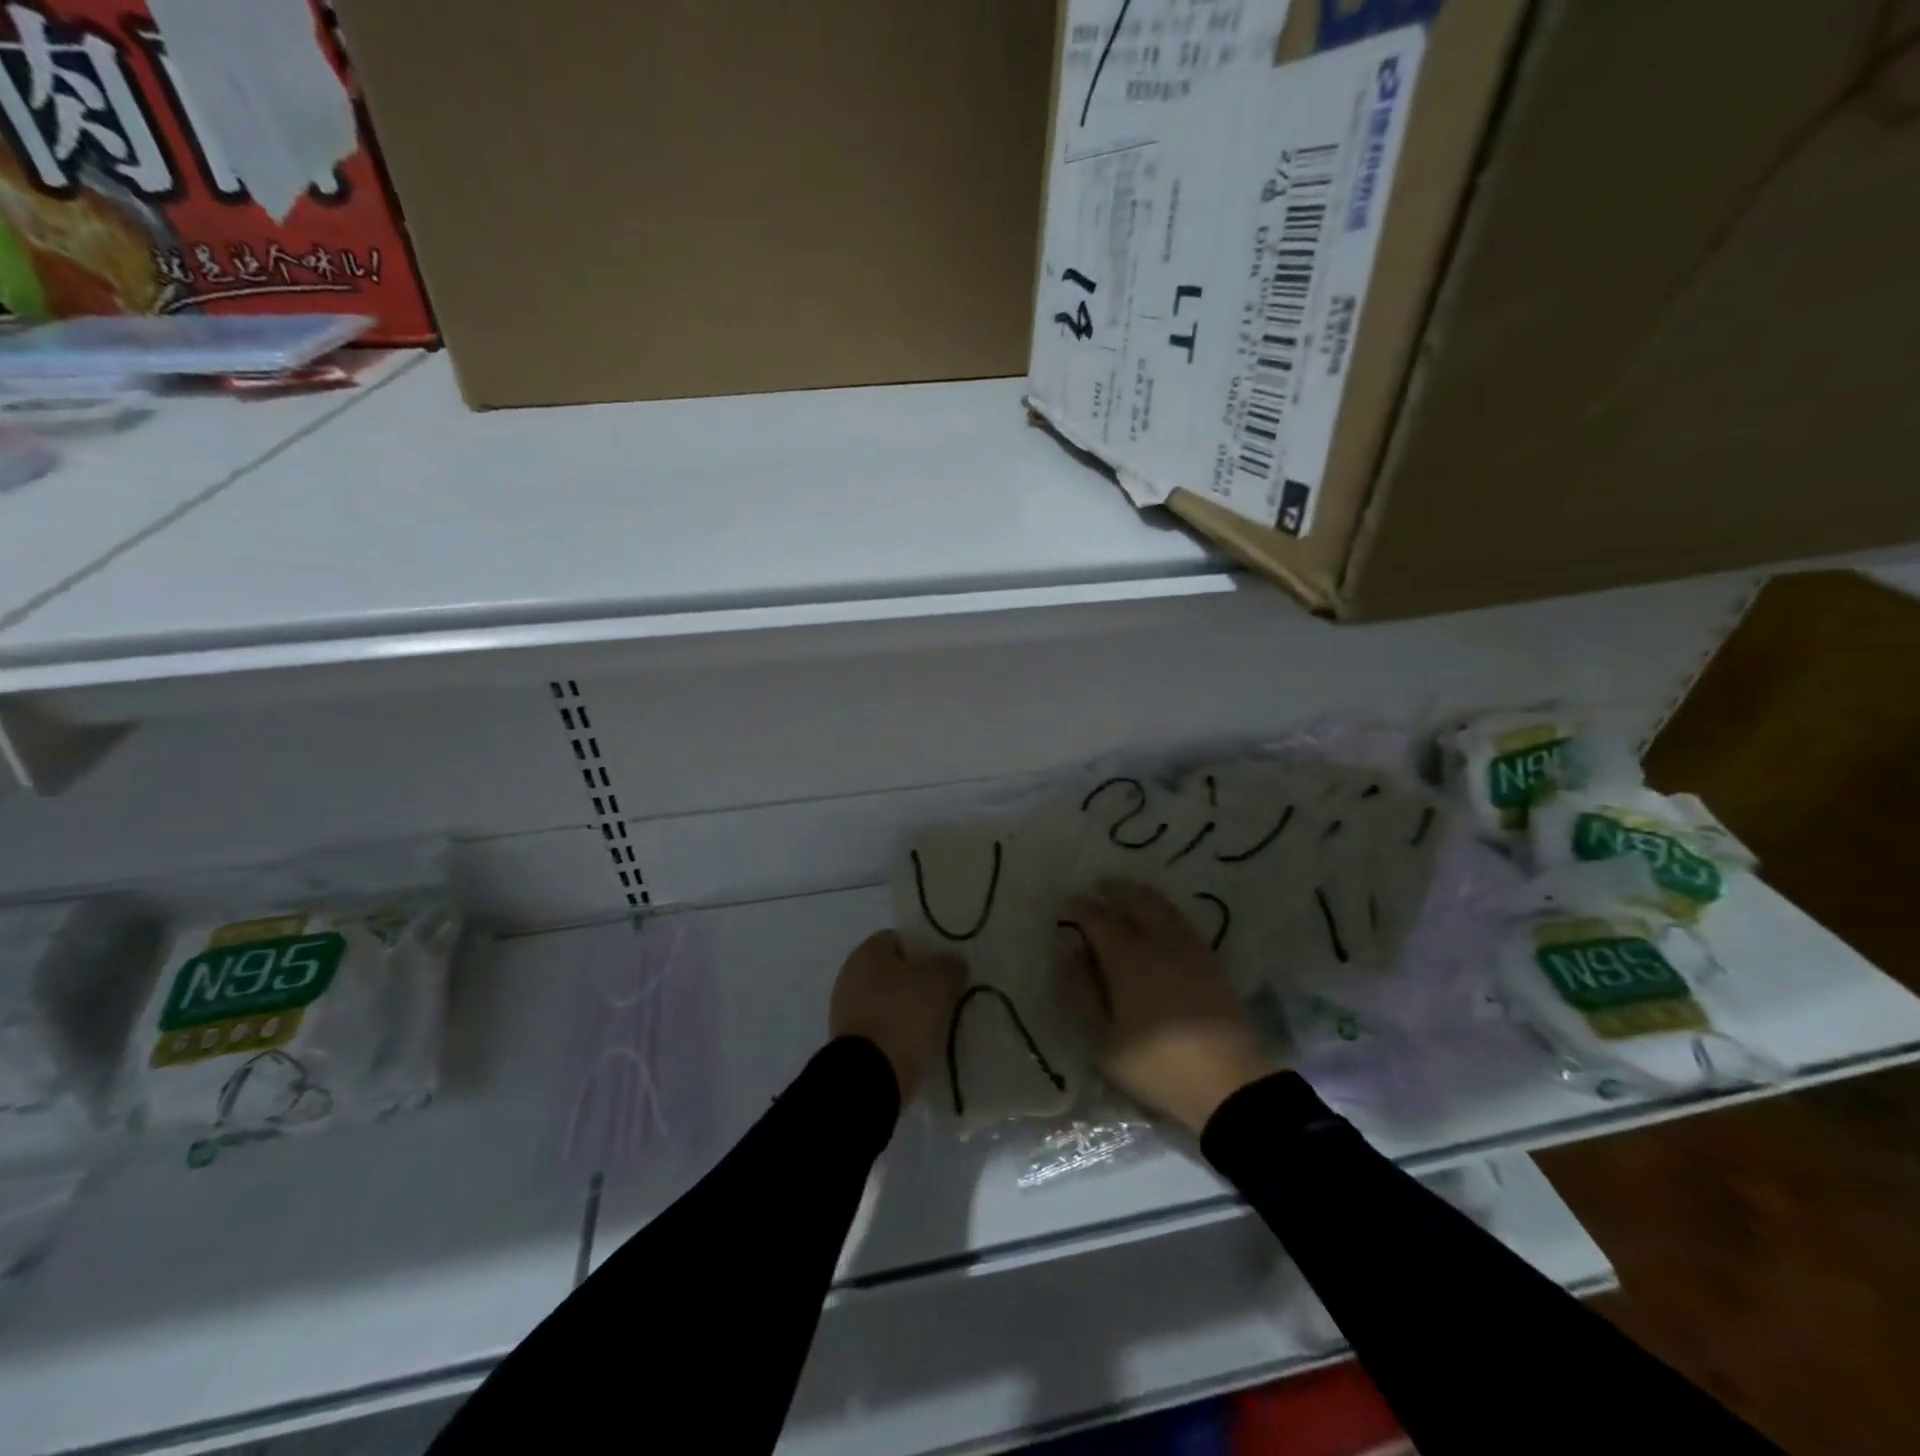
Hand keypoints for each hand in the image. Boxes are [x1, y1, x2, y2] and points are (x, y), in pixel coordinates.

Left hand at [830, 930, 966, 1102]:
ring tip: (934, 1024)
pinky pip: (881, 1028)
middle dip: (916, 981)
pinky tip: (918, 1045)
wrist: (870, 1076)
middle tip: (943, 995)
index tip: (943, 967)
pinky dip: (897, 1034)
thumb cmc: (904, 1015)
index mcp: (867, 951)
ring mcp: (846, 1010)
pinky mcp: (849, 1042)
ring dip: (907, 1010)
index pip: (899, 939)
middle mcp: (850, 975)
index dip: (923, 949)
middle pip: (891, 971)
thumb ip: (950, 966)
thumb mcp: (940, 983)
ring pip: (886, 1001)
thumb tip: (952, 963)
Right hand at [1054, 880, 1276, 1135]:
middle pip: (1136, 900)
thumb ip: (1079, 991)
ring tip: (1127, 896)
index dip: (1080, 908)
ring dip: (1141, 895)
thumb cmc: (1156, 1064)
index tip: (1067, 903)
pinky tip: (1159, 921)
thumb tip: (1065, 949)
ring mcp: (1190, 949)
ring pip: (1163, 906)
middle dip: (1115, 889)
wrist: (1228, 1084)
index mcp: (1127, 957)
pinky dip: (1164, 910)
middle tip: (1099, 886)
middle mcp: (1159, 941)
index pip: (1097, 918)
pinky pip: (1182, 921)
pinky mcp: (1212, 962)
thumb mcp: (1102, 1039)